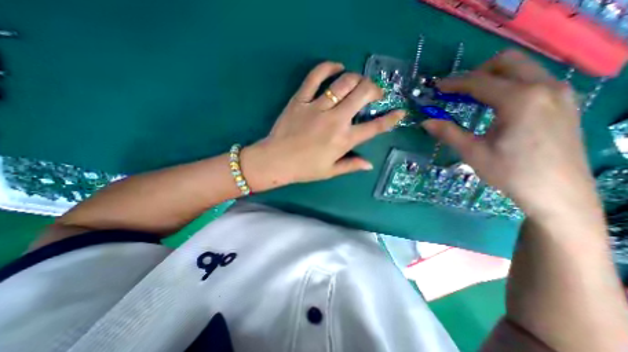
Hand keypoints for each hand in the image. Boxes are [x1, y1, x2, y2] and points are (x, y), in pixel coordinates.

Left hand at [239, 61, 404, 190]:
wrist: (276, 160)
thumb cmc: (304, 169)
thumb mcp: (330, 171)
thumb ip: (351, 165)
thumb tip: (369, 164)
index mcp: (343, 140)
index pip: (374, 127)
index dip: (391, 119)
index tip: (400, 112)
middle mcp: (335, 120)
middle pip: (362, 95)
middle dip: (374, 89)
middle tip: (374, 93)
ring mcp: (317, 107)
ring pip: (343, 82)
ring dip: (356, 78)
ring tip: (358, 82)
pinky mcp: (300, 99)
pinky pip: (315, 76)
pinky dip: (328, 66)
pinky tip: (336, 66)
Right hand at [421, 49, 597, 217]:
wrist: (558, 193)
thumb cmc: (510, 172)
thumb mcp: (473, 152)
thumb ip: (448, 132)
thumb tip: (425, 122)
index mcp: (519, 100)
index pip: (479, 81)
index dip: (454, 83)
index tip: (437, 88)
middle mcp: (544, 87)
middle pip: (507, 61)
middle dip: (477, 72)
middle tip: (457, 90)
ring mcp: (560, 93)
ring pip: (523, 67)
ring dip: (493, 77)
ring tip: (472, 96)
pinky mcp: (564, 102)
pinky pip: (533, 79)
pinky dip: (509, 84)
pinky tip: (496, 104)